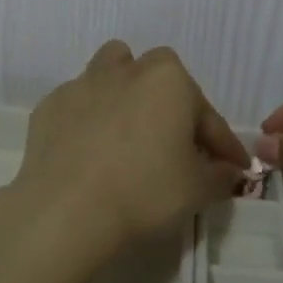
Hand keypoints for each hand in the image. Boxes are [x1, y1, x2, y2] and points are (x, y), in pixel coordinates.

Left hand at [6, 41, 249, 266]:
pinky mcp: (49, 107)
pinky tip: (90, 150)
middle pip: (158, 75)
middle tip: (176, 143)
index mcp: (169, 81)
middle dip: (171, 102)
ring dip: (125, 92)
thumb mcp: (198, 190)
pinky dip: (89, 120)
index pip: (207, 114)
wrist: (66, 212)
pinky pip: (78, 104)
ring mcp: (83, 84)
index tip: (232, 168)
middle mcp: (127, 70)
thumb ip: (220, 175)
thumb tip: (228, 171)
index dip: (223, 145)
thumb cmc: (144, 193)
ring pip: (111, 72)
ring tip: (129, 129)